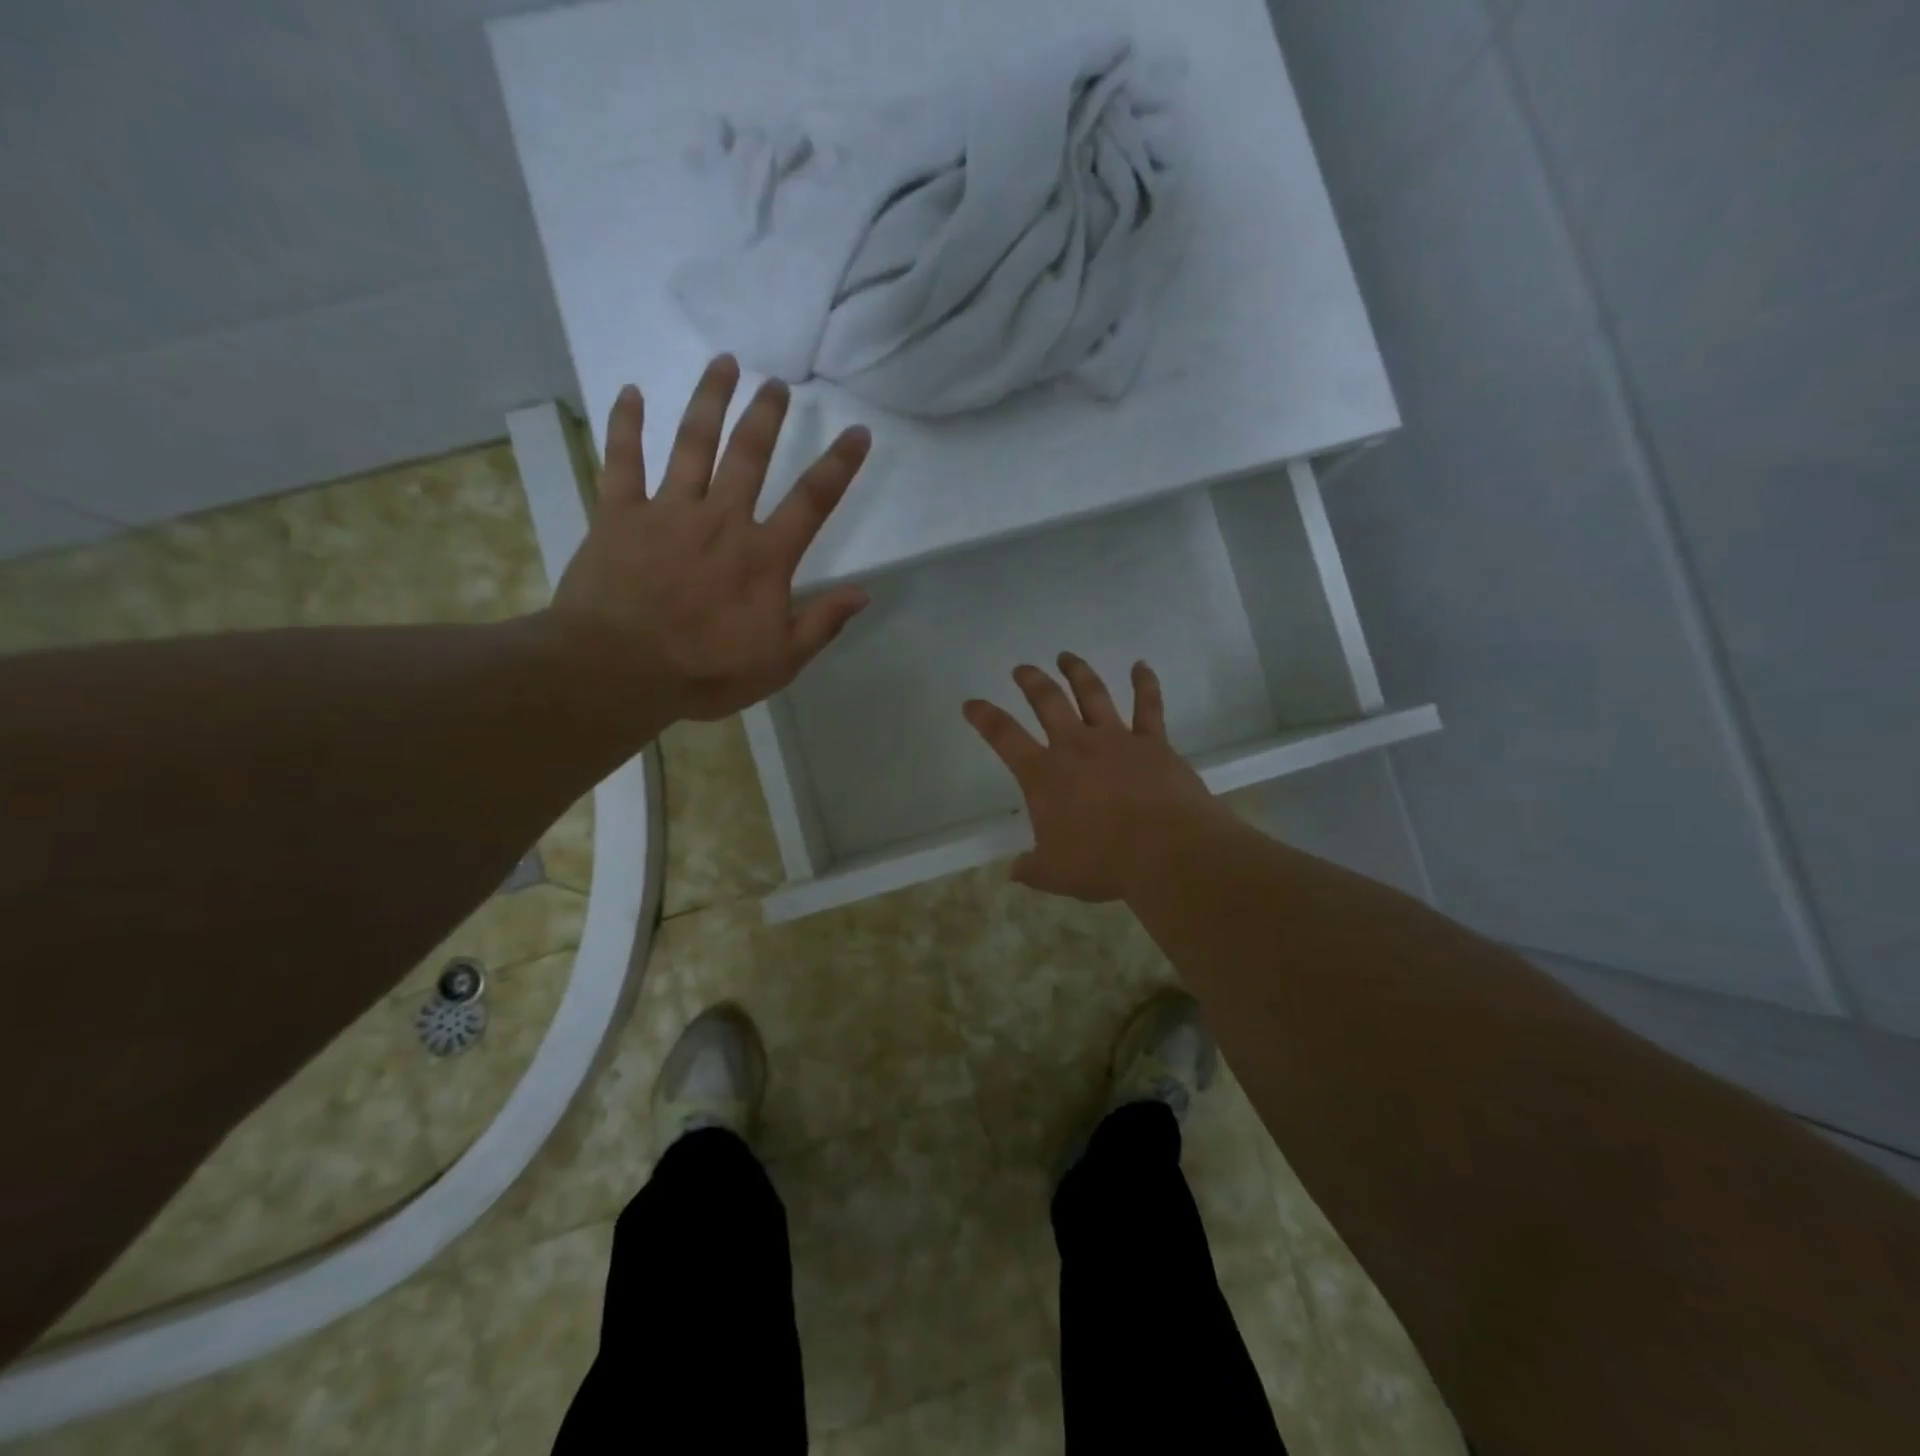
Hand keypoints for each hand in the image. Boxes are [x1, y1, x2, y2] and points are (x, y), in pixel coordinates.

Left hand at [550, 355, 871, 722]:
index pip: (812, 501)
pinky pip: (622, 461)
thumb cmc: (705, 671)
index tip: (858, 431)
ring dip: (709, 401)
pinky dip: (626, 425)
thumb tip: (864, 593)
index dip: (839, 464)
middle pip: (749, 455)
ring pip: (692, 444)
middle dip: (766, 415)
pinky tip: (630, 393)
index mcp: (764, 556)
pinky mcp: (620, 515)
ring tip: (723, 363)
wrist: (619, 670)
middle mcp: (721, 520)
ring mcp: (668, 512)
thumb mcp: (780, 662)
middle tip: (777, 383)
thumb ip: (822, 623)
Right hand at [963, 654, 1222, 901]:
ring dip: (1078, 672)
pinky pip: (1149, 705)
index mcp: (1044, 774)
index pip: (1004, 737)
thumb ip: (1032, 869)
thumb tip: (1014, 871)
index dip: (984, 717)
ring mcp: (1116, 739)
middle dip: (1031, 681)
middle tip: (1022, 668)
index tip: (972, 703)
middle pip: (1048, 701)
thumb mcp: (1055, 874)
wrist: (1166, 851)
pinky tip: (1141, 665)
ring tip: (1066, 656)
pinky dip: (1145, 683)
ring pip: (1092, 693)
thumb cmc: (1103, 863)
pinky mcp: (1153, 742)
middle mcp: (1076, 746)